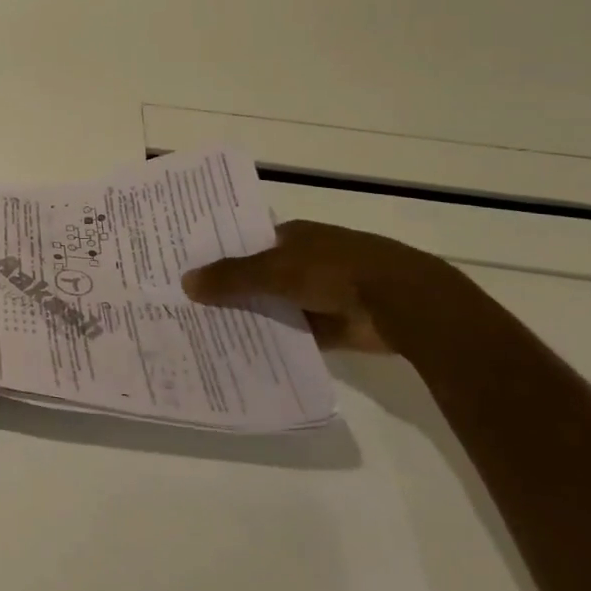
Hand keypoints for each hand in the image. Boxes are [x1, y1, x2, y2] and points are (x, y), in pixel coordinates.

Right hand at [182, 220, 451, 352]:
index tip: (186, 271)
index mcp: (294, 236)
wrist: (404, 305)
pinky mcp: (334, 325)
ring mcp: (321, 293)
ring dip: (251, 317)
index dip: (218, 255)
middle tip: (187, 306)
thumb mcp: (274, 271)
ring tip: (206, 332)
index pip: (246, 243)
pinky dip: (275, 341)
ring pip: (274, 306)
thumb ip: (231, 277)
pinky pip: (294, 333)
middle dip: (230, 290)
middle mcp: (306, 261)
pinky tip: (242, 353)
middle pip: (258, 276)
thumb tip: (185, 282)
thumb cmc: (335, 272)